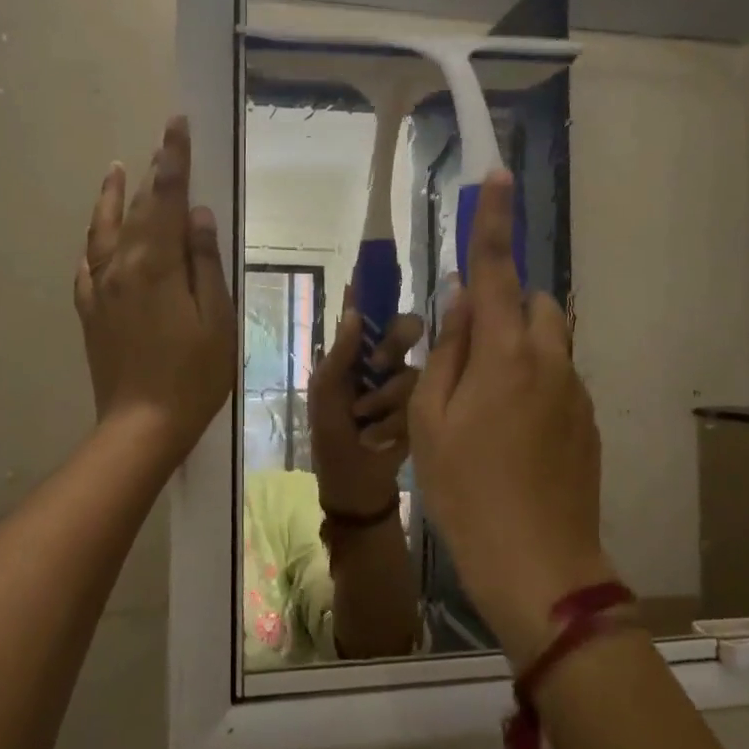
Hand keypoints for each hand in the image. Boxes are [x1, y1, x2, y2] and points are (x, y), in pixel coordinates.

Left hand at [74, 116, 235, 467]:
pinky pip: (87, 266)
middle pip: (135, 209)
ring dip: (111, 197)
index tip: (176, 125)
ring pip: (103, 231)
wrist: (142, 425)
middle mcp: (121, 267)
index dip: (173, 160)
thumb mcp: (216, 318)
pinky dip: (93, 242)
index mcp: (156, 265)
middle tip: (161, 142)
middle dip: (150, 173)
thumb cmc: (193, 375)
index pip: (165, 198)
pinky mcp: (90, 312)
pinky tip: (97, 239)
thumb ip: (204, 263)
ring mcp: (100, 290)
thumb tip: (195, 214)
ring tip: (116, 169)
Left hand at [309, 302, 422, 516]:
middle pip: (406, 329)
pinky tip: (378, 439)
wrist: (354, 485)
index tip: (383, 262)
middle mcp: (385, 361)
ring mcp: (406, 385)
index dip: (376, 288)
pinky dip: (394, 421)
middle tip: (377, 364)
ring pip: (413, 369)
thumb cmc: (330, 436)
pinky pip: (421, 400)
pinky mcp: (423, 410)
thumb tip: (352, 311)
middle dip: (394, 343)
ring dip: (385, 397)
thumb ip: (339, 355)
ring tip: (365, 420)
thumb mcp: (325, 395)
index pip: (369, 312)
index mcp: (356, 353)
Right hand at [408, 169, 615, 660]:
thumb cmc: (465, 491)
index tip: (498, 176)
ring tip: (486, 402)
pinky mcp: (588, 420)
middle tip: (467, 352)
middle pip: (532, 302)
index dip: (493, 222)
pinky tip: (512, 435)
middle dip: (502, 305)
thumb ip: (447, 352)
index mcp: (504, 355)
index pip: (495, 271)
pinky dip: (534, 381)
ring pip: (549, 341)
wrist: (538, 564)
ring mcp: (576, 391)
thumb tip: (460, 302)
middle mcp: (549, 360)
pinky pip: (559, 377)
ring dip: (519, 345)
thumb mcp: (431, 421)